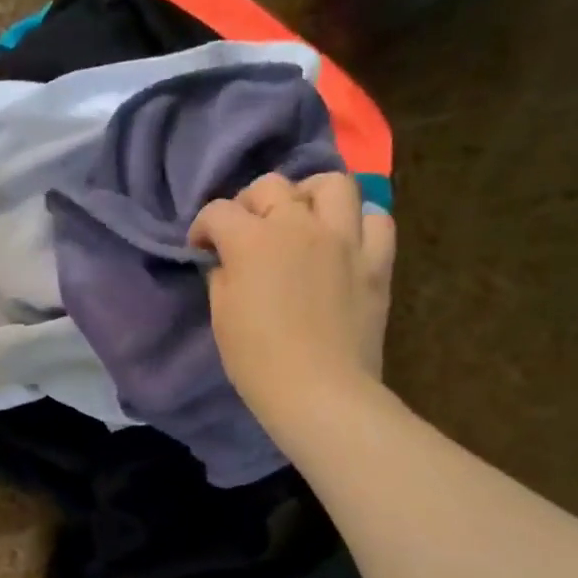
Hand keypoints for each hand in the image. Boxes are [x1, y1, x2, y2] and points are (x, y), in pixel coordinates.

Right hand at [189, 172, 395, 425]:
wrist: (319, 392)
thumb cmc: (257, 359)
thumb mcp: (221, 315)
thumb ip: (222, 275)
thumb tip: (227, 260)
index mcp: (252, 240)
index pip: (218, 212)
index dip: (202, 228)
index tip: (201, 249)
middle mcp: (299, 226)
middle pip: (270, 187)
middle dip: (249, 204)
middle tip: (245, 232)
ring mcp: (344, 240)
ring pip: (332, 185)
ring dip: (309, 195)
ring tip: (301, 218)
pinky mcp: (376, 261)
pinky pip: (375, 219)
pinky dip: (357, 221)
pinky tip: (343, 240)